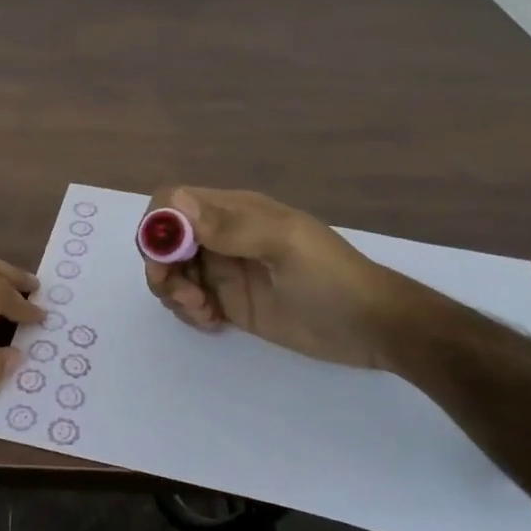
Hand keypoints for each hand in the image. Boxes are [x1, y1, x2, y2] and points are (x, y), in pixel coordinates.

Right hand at [143, 187, 399, 367]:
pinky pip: (189, 300)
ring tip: (203, 311)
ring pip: (172, 271)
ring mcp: (224, 270)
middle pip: (165, 239)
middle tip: (184, 296)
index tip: (164, 259)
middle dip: (161, 266)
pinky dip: (188, 311)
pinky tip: (212, 322)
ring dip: (173, 291)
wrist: (372, 328)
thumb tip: (175, 203)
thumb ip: (231, 227)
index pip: (174, 201)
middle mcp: (222, 236)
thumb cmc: (332, 279)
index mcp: (235, 211)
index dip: (158, 225)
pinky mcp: (229, 302)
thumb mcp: (285, 246)